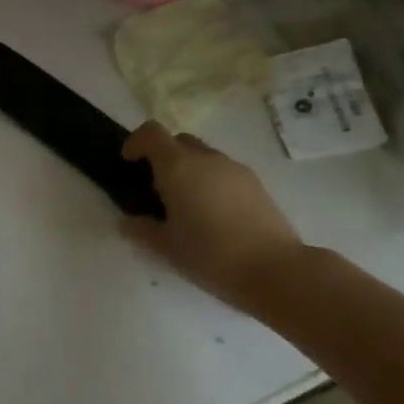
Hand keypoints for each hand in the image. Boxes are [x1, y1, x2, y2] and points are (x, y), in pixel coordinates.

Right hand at [121, 122, 309, 313]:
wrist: (275, 270)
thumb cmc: (210, 255)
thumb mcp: (166, 247)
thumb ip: (142, 230)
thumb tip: (128, 222)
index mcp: (178, 167)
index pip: (151, 133)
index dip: (136, 142)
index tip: (129, 163)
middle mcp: (206, 159)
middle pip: (178, 141)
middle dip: (163, 156)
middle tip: (156, 187)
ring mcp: (235, 169)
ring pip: (203, 156)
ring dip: (189, 169)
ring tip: (187, 205)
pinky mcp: (256, 184)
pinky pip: (224, 172)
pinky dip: (211, 181)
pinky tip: (214, 215)